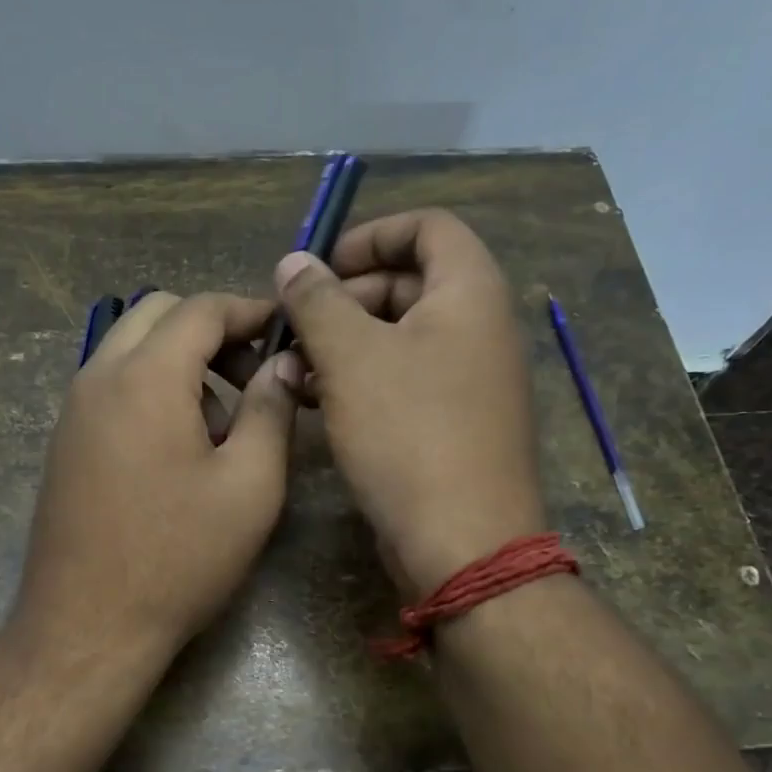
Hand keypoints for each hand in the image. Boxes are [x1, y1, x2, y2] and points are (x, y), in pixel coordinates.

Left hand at [16, 292, 300, 662]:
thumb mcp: (250, 485)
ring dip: (179, 362)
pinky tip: (178, 448)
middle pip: (156, 316)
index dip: (249, 310)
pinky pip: (111, 387)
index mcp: (146, 378)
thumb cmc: (180, 557)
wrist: (87, 625)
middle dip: (211, 330)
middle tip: (252, 376)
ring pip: (130, 349)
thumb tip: (283, 362)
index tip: (285, 331)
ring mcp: (73, 411)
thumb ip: (271, 410)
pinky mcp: (64, 443)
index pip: (200, 309)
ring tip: (221, 424)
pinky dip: (150, 389)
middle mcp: (98, 377)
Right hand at [274, 209, 544, 596]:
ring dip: (344, 344)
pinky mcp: (452, 425)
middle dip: (345, 297)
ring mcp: (469, 382)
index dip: (371, 235)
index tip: (320, 267)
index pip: (428, 227)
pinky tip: (316, 403)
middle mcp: (479, 329)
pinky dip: (361, 381)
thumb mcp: (351, 357)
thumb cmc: (408, 434)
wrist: (462, 543)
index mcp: (469, 294)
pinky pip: (404, 382)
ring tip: (294, 369)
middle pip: (409, 283)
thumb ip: (317, 301)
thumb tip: (292, 262)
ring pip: (399, 339)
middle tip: (295, 327)